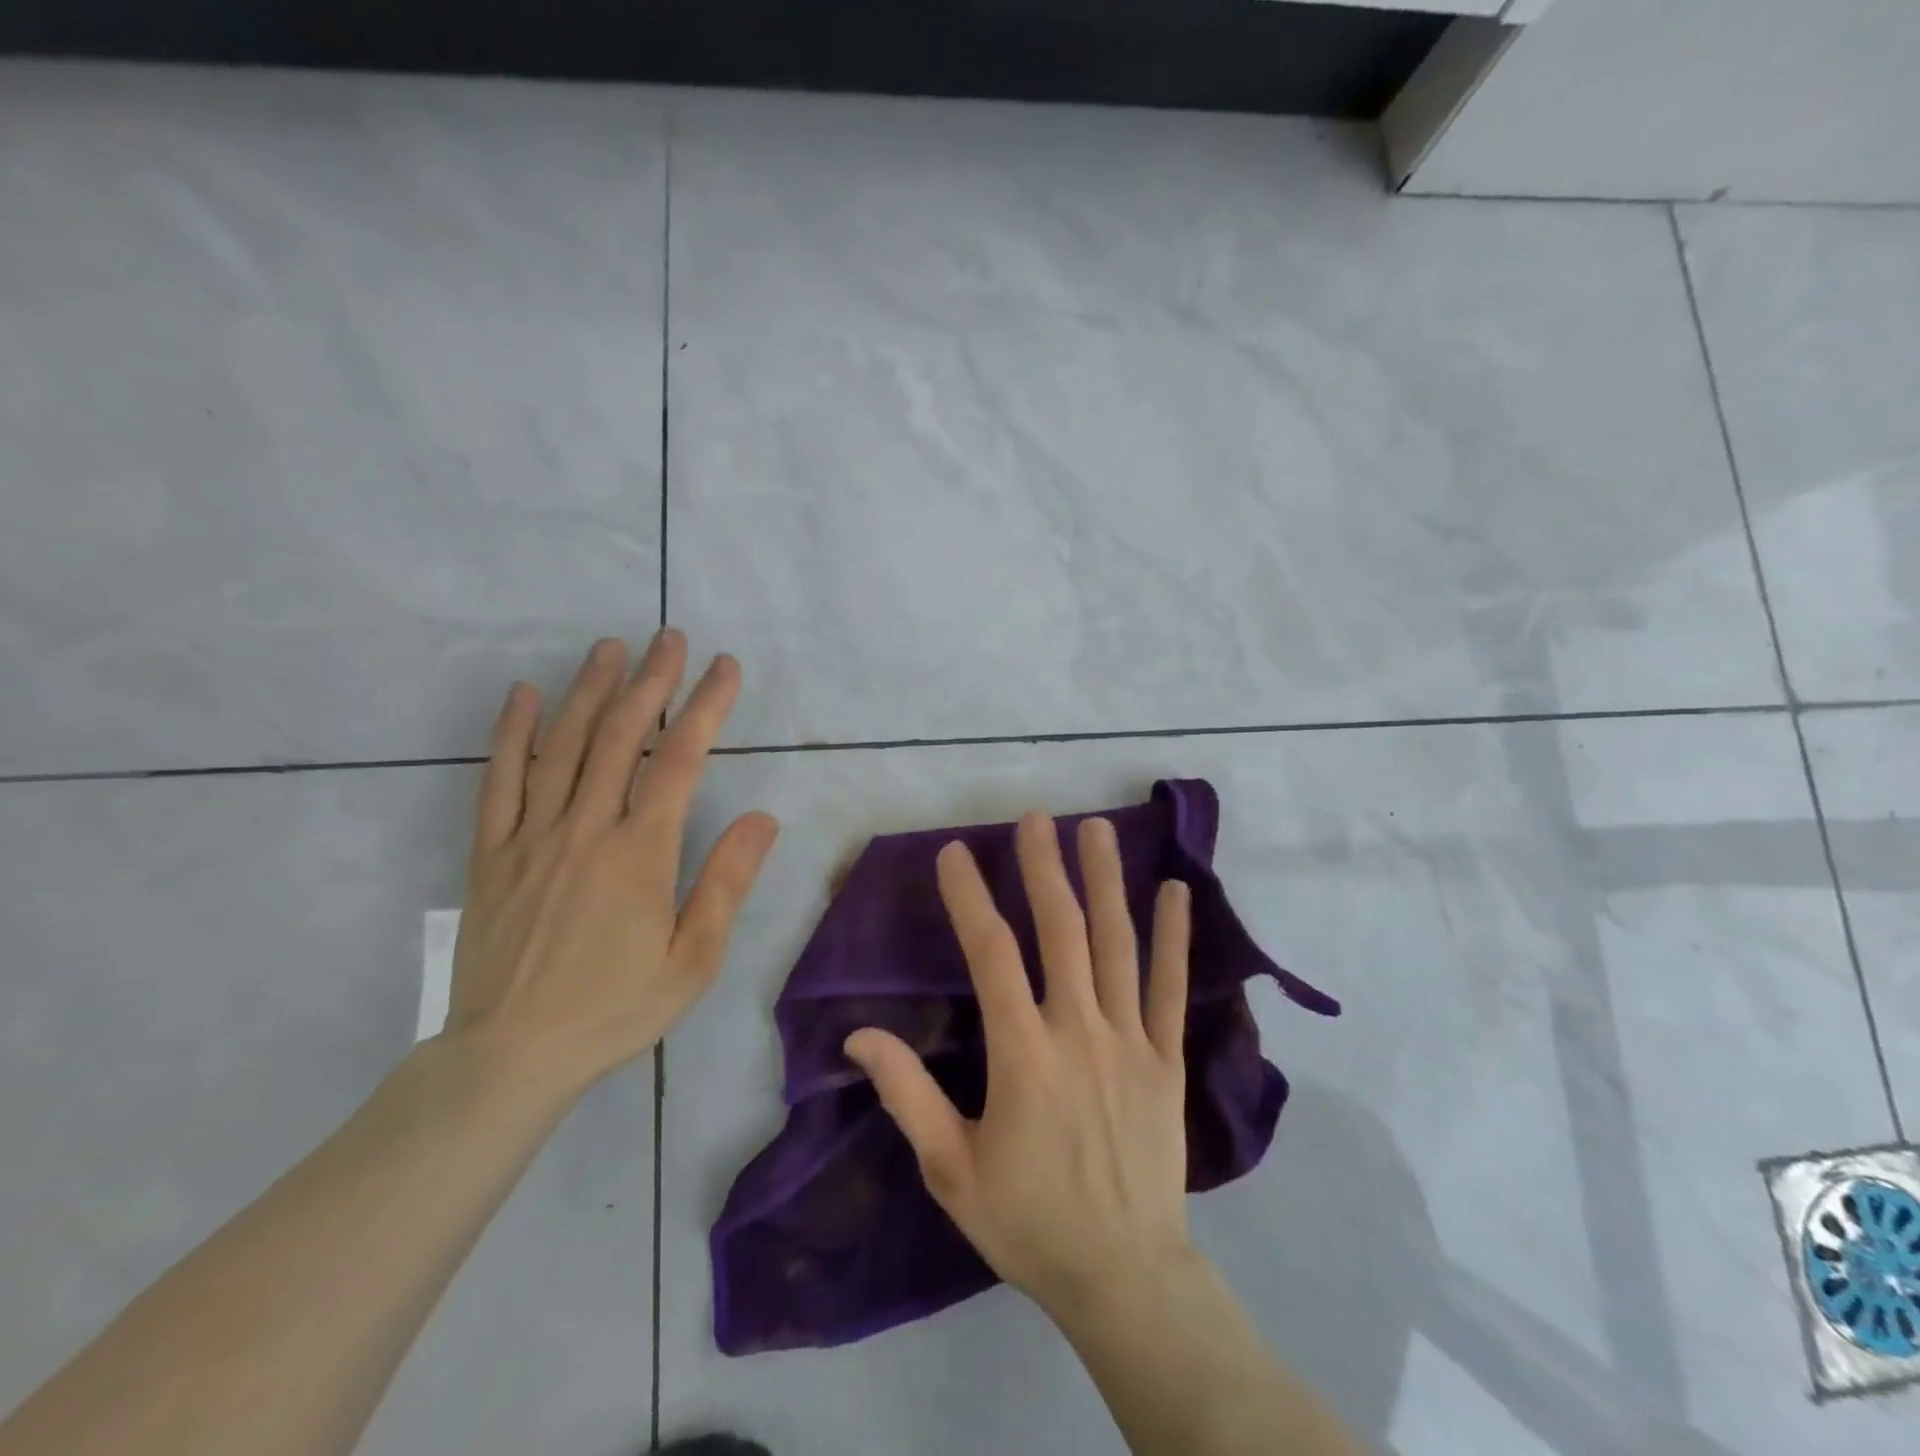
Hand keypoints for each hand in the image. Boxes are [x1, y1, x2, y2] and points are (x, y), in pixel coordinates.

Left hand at [444, 631, 777, 1094]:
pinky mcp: (491, 853)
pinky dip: (512, 733)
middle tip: (669, 637)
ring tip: (610, 647)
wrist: (510, 1055)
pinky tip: (525, 695)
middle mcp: (585, 828)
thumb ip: (726, 883)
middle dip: (650, 681)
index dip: (705, 707)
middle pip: (621, 736)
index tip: (724, 668)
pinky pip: (498, 781)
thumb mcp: (693, 960)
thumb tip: (763, 818)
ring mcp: (531, 836)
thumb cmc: (615, 1007)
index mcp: (640, 853)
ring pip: (562, 746)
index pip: (679, 760)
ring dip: (589, 690)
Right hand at [844, 812, 1193, 1318]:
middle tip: (1036, 818)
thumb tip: (859, 1035)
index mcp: (1023, 1054)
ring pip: (1118, 945)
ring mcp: (1130, 1040)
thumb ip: (907, 1094)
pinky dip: (1175, 937)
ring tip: (1099, 829)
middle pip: (1061, 931)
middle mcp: (1079, 1030)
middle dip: (1044, 868)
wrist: (1124, 1276)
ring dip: (1106, 882)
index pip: (991, 955)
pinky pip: (1172, 987)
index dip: (971, 898)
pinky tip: (1177, 892)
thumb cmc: (1028, 1221)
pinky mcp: (1167, 1059)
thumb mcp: (950, 1168)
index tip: (955, 853)